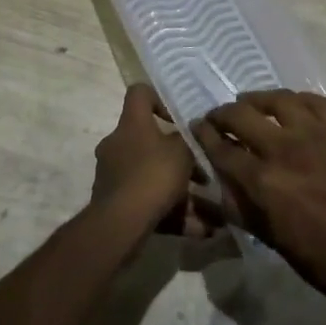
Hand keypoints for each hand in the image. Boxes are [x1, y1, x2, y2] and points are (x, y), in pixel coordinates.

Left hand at [93, 84, 223, 237]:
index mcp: (131, 124)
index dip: (159, 99)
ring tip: (212, 211)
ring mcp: (113, 174)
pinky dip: (173, 213)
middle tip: (202, 173)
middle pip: (150, 141)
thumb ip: (189, 139)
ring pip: (153, 176)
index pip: (139, 93)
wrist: (120, 224)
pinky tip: (201, 231)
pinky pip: (149, 202)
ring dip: (181, 191)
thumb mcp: (182, 152)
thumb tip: (191, 131)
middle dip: (178, 158)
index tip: (178, 118)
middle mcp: (118, 144)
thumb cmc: (153, 175)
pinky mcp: (115, 202)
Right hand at [195, 91, 325, 319]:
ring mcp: (317, 133)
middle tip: (218, 117)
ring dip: (256, 99)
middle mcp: (285, 148)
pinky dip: (296, 100)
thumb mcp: (272, 240)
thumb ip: (242, 207)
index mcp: (264, 182)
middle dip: (222, 114)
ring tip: (249, 103)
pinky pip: (314, 100)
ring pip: (277, 100)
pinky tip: (290, 106)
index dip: (204, 135)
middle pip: (242, 116)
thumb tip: (219, 184)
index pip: (222, 149)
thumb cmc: (324, 260)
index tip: (196, 126)